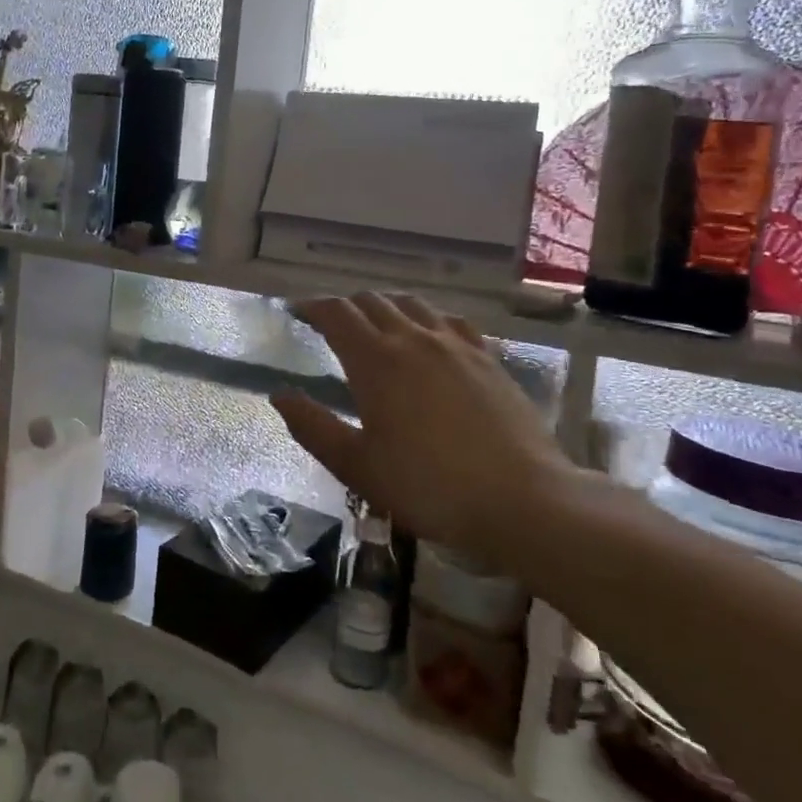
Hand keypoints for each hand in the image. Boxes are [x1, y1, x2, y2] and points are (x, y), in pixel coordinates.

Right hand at [271, 293, 575, 567]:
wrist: (523, 500)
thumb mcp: (357, 466)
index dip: (312, 307)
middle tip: (329, 324)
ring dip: (384, 306)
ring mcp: (455, 345)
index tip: (296, 311)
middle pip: (372, 301)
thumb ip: (312, 427)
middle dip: (344, 306)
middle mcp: (413, 338)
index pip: (336, 314)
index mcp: (375, 360)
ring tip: (375, 323)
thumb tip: (278, 395)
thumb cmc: (429, 486)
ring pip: (411, 304)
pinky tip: (430, 336)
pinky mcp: (488, 358)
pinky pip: (450, 321)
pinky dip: (427, 318)